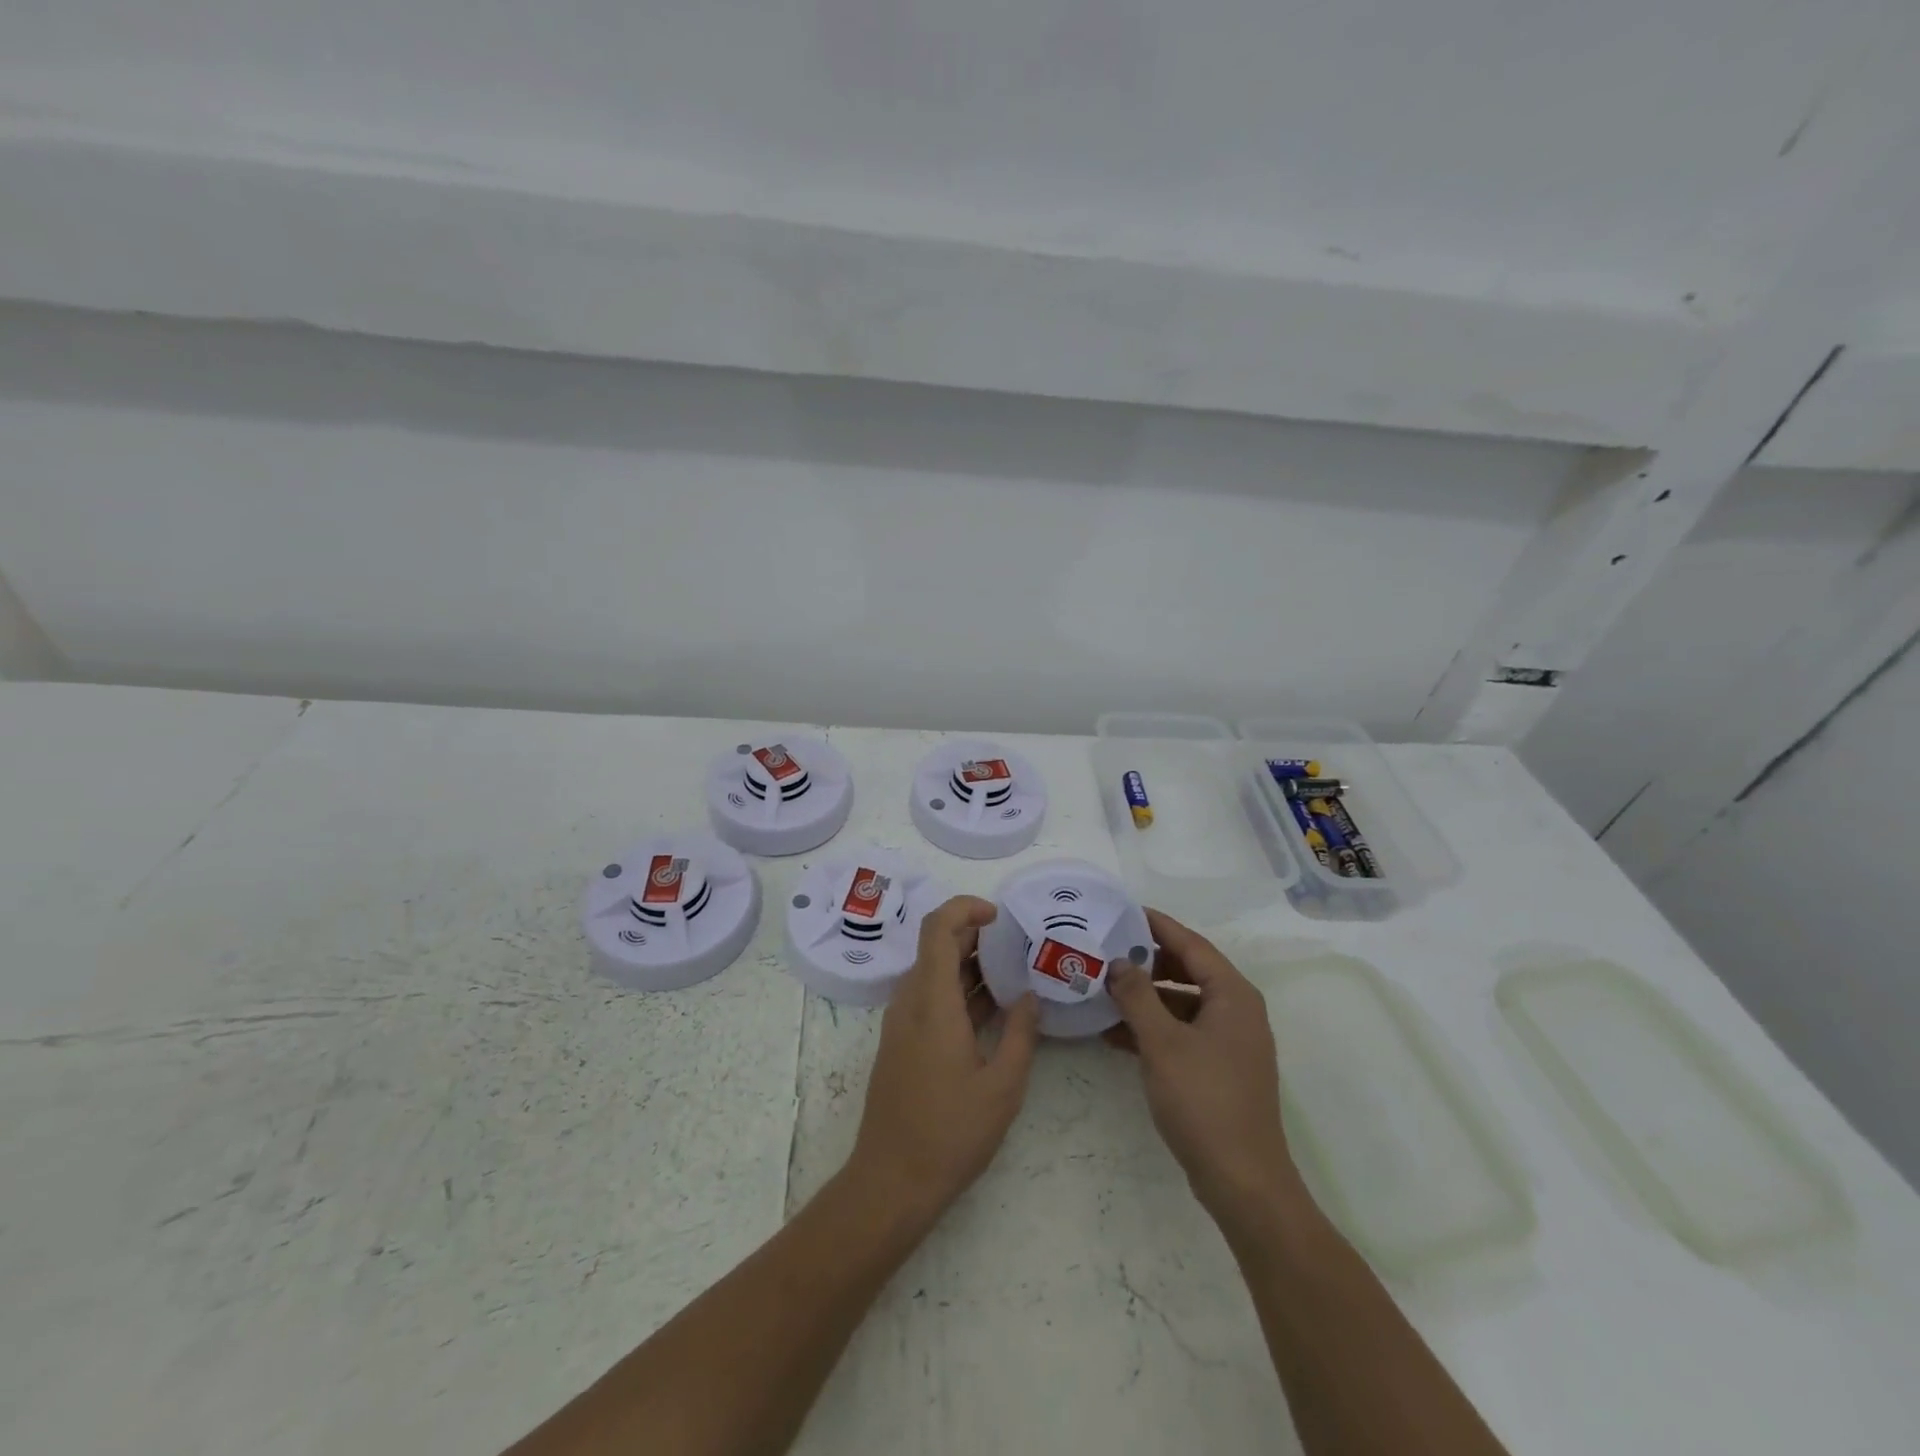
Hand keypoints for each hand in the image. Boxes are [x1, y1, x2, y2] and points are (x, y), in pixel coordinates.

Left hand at [848, 896, 1040, 1225]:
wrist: (891, 1181)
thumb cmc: (950, 1133)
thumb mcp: (1002, 1086)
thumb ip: (1021, 1034)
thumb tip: (1029, 996)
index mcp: (932, 1002)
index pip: (938, 928)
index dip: (965, 908)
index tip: (999, 916)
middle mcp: (910, 1002)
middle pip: (936, 946)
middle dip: (975, 936)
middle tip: (1017, 945)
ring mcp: (901, 1022)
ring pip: (933, 972)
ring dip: (968, 965)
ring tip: (1012, 974)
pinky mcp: (901, 1042)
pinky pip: (929, 997)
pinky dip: (957, 990)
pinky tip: (990, 1008)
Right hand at [1105, 908, 1304, 1225]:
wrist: (1243, 1181)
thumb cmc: (1204, 1100)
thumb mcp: (1162, 1042)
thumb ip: (1138, 996)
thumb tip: (1119, 962)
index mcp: (1232, 995)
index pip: (1191, 944)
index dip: (1157, 925)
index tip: (1122, 911)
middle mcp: (1237, 1010)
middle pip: (1189, 970)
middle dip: (1148, 961)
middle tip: (1107, 950)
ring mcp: (1231, 1041)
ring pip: (1184, 1002)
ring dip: (1147, 997)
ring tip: (1104, 990)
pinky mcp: (1221, 1068)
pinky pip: (1184, 1031)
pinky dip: (1155, 1027)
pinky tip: (1116, 1034)